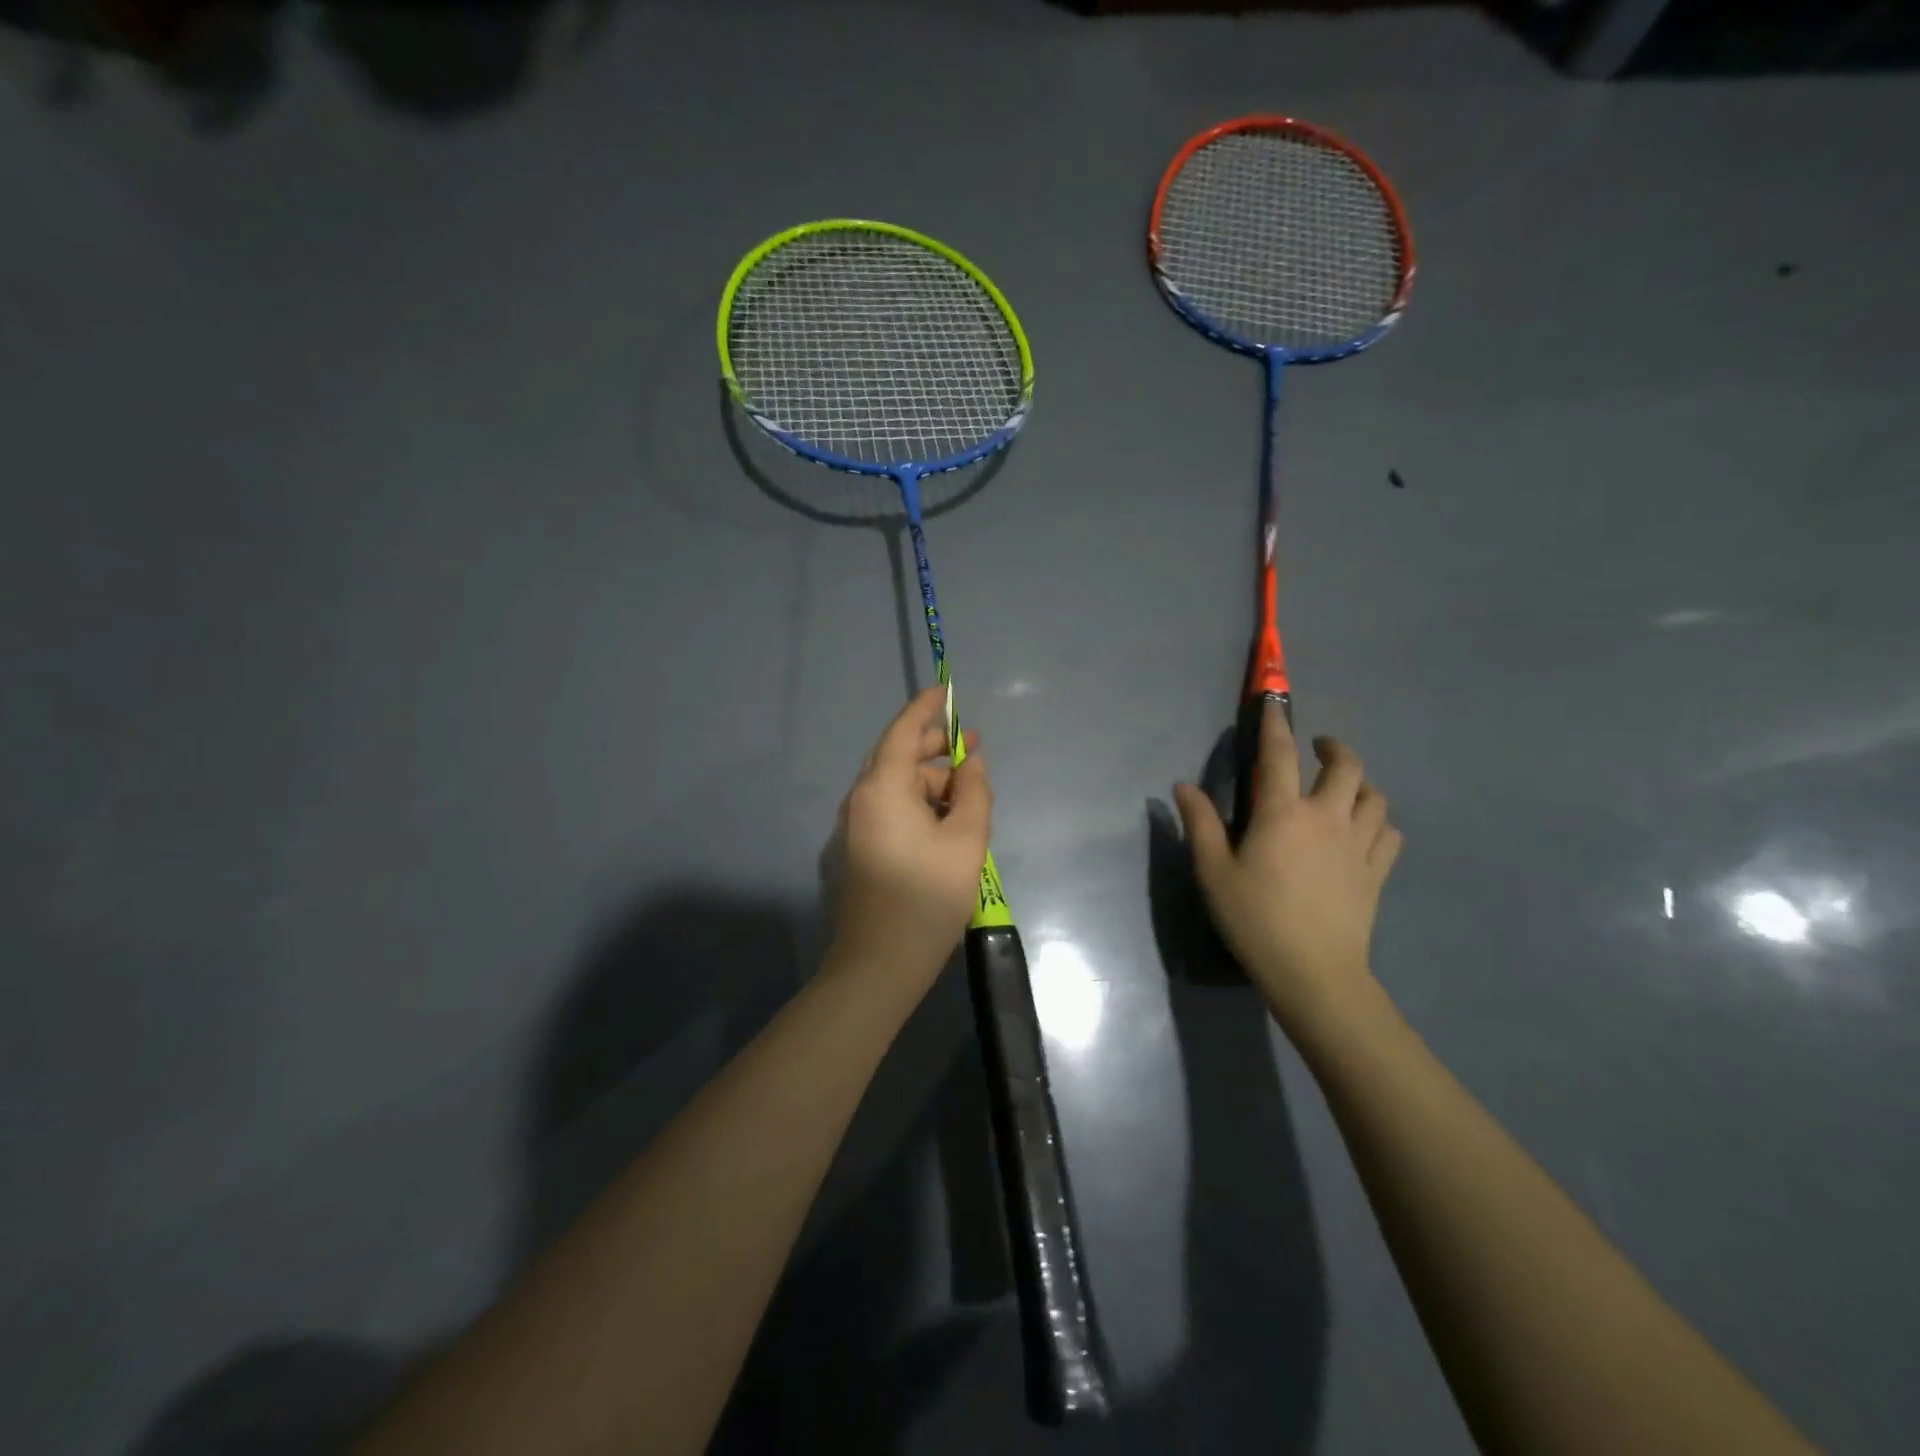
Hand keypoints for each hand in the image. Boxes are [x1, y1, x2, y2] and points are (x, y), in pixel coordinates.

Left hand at [830, 685, 992, 981]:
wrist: (879, 963)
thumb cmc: (927, 896)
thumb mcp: (967, 840)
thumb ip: (975, 792)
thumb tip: (972, 762)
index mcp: (882, 787)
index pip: (902, 731)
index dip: (925, 708)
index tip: (945, 691)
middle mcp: (861, 799)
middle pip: (897, 758)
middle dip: (935, 749)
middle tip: (973, 748)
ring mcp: (854, 826)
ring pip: (895, 787)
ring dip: (929, 782)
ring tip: (970, 795)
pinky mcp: (856, 850)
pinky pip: (888, 811)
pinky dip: (916, 805)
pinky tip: (945, 823)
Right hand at [1174, 704, 1402, 1031]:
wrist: (1312, 972)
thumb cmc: (1254, 919)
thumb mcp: (1213, 872)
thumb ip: (1200, 824)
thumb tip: (1183, 786)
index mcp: (1283, 813)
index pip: (1280, 754)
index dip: (1276, 724)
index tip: (1275, 704)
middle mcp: (1327, 817)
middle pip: (1346, 766)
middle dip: (1334, 747)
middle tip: (1319, 748)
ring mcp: (1358, 844)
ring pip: (1374, 796)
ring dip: (1360, 783)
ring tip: (1344, 788)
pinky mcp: (1377, 871)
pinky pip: (1390, 833)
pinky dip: (1379, 821)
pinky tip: (1365, 829)